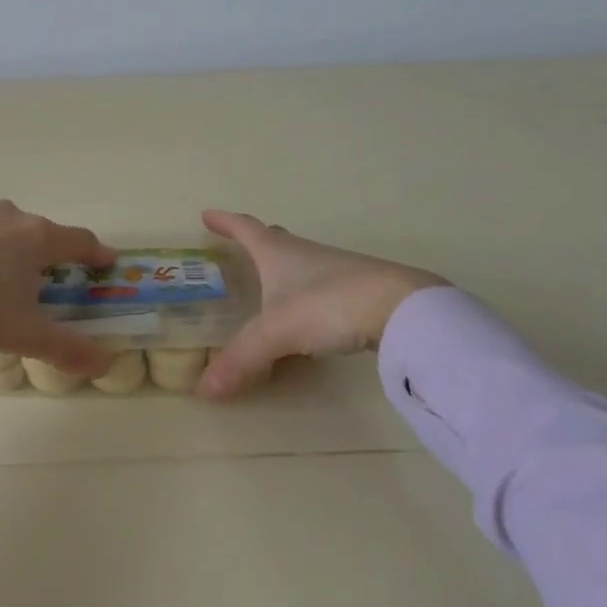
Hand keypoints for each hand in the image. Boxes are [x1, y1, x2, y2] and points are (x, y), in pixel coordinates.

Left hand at [0, 201, 119, 375]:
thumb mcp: (22, 334)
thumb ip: (66, 348)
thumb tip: (105, 363)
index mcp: (36, 237)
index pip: (80, 240)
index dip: (97, 252)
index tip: (107, 261)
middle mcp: (10, 216)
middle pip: (42, 232)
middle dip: (51, 253)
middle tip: (52, 279)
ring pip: (7, 228)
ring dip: (14, 247)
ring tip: (7, 275)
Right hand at [197, 209, 449, 397]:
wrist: (402, 308)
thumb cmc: (328, 304)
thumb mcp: (277, 332)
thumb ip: (242, 359)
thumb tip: (204, 390)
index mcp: (278, 252)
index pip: (245, 229)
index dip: (224, 222)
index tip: (207, 215)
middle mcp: (305, 254)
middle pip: (275, 240)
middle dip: (254, 240)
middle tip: (238, 245)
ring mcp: (335, 271)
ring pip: (300, 263)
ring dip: (282, 268)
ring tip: (269, 283)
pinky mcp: (358, 291)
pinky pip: (320, 288)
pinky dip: (305, 294)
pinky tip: (307, 314)